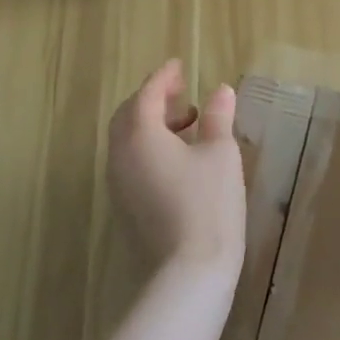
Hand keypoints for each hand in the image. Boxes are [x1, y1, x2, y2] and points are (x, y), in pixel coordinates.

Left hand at [108, 60, 245, 279]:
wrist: (188, 274)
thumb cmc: (208, 204)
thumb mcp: (220, 154)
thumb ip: (217, 118)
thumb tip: (221, 90)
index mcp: (139, 135)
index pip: (147, 94)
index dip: (164, 77)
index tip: (179, 66)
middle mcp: (120, 156)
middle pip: (129, 115)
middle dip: (153, 99)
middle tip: (182, 92)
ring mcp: (118, 184)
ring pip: (128, 141)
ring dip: (152, 124)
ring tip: (188, 123)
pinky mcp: (125, 207)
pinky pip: (131, 162)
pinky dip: (149, 147)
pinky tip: (179, 157)